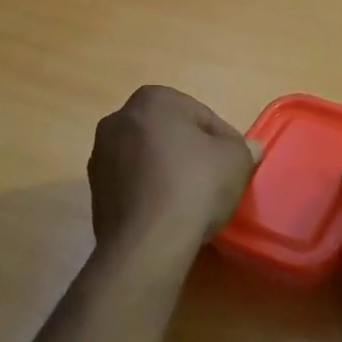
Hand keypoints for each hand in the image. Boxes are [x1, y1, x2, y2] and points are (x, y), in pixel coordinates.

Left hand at [88, 86, 257, 257]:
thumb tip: (247, 149)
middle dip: (191, 153)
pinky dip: (150, 193)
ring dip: (168, 172)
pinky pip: (133, 185)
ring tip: (191, 201)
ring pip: (148, 159)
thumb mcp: (235, 160)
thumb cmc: (195, 186)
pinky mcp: (95, 192)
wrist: (148, 241)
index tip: (235, 164)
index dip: (224, 141)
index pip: (202, 116)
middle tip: (215, 180)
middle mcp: (118, 120)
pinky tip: (168, 214)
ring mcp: (100, 156)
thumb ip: (242, 148)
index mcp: (152, 99)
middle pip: (170, 134)